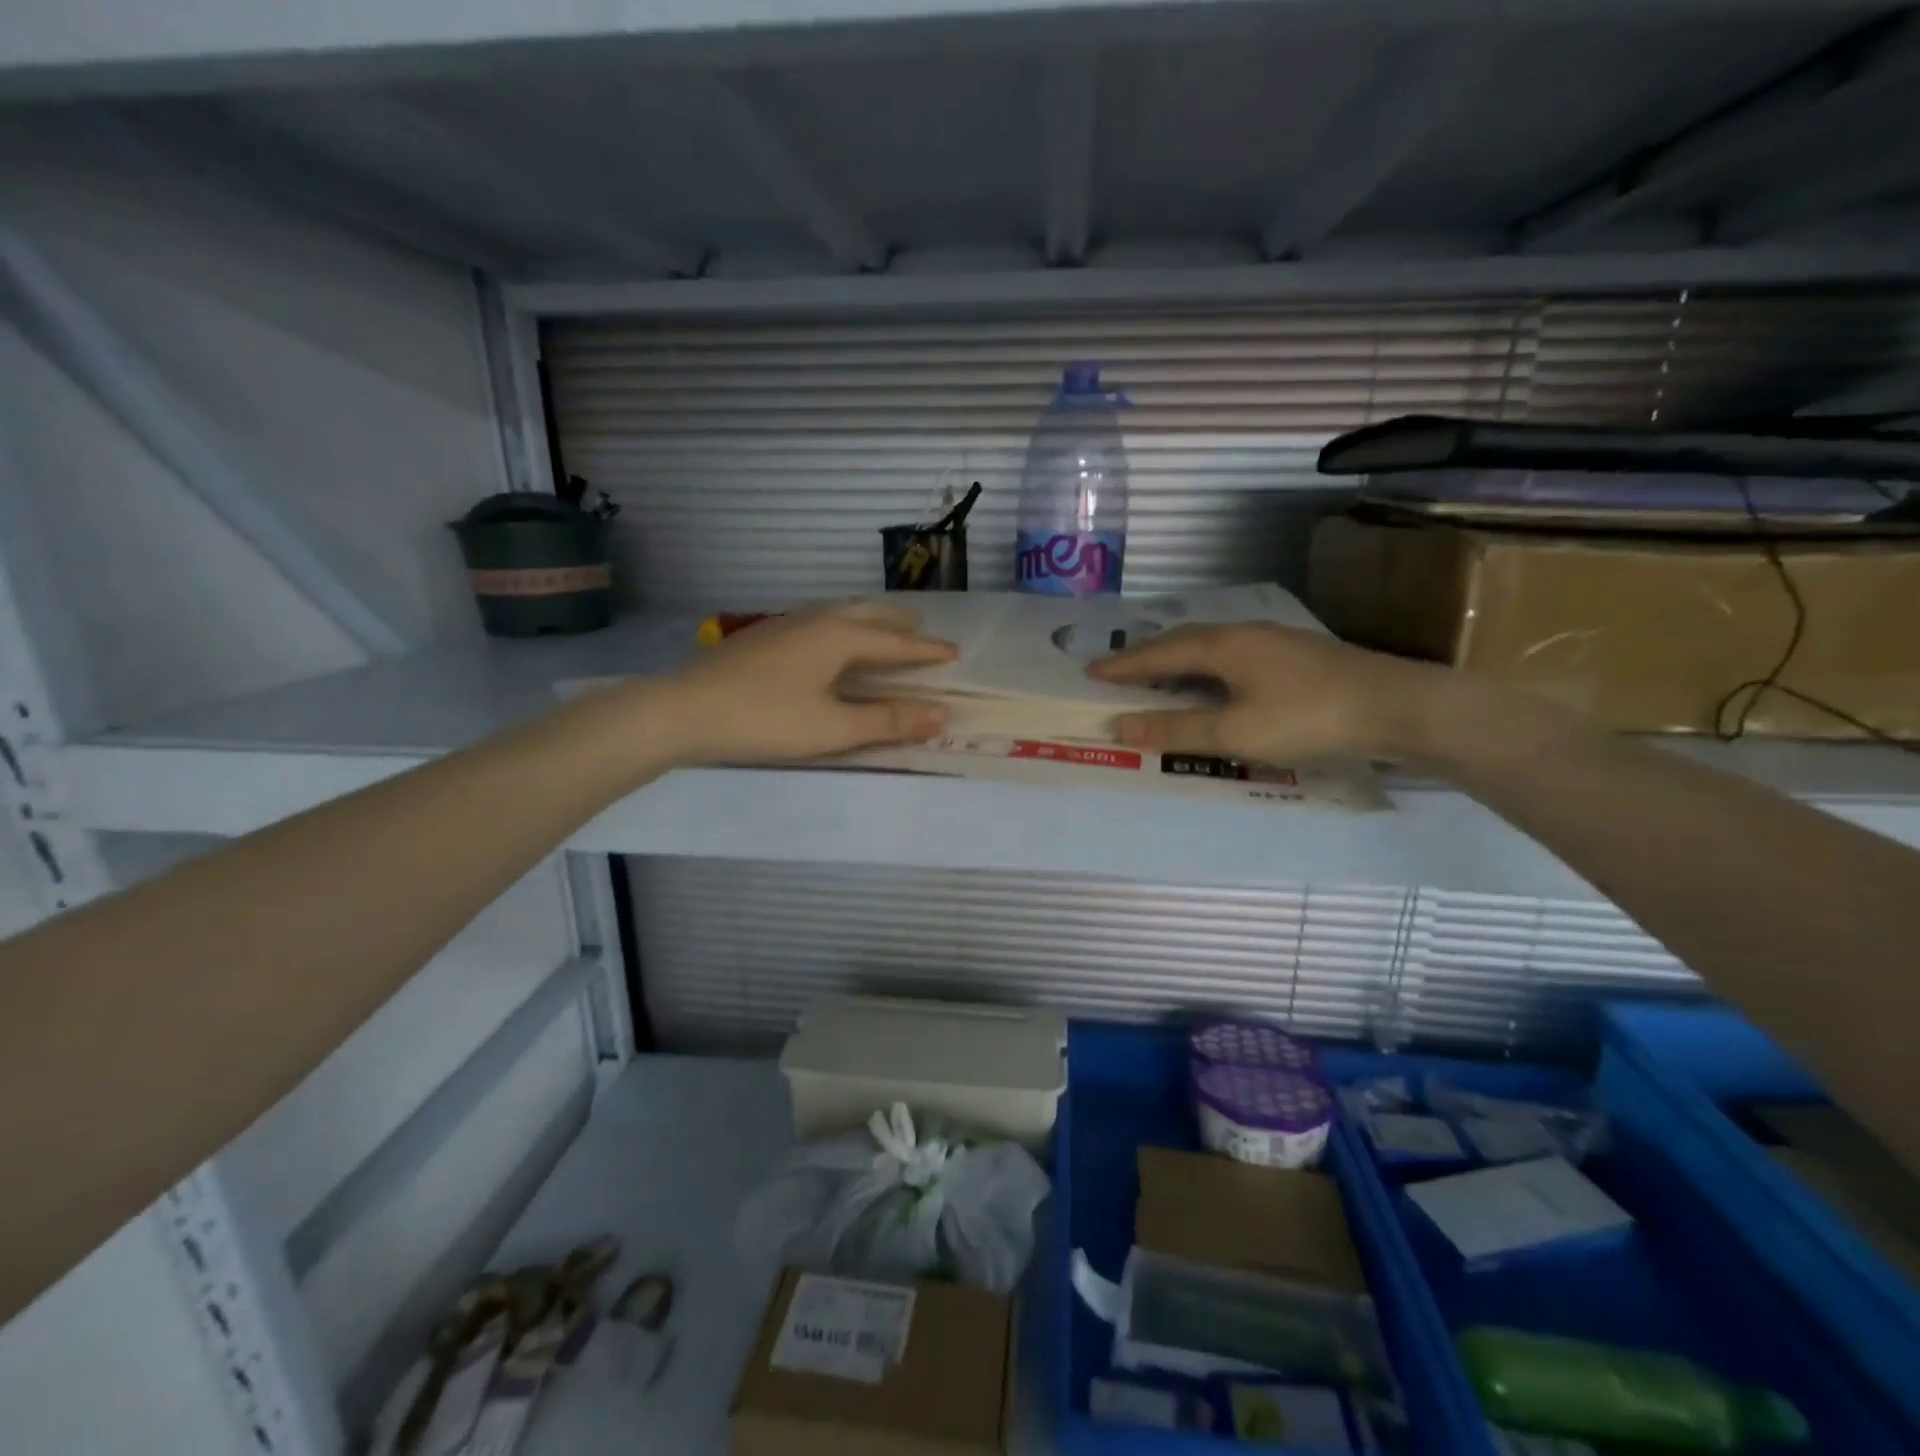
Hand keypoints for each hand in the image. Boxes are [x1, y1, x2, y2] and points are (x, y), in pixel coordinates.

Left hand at [662, 603, 956, 764]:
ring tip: (880, 631)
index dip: (926, 650)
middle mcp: (816, 620)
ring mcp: (784, 624)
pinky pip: (817, 622)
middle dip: (898, 623)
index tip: (954, 652)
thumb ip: (888, 721)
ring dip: (867, 621)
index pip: (896, 643)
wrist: (683, 710)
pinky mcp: (762, 636)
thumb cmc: (765, 720)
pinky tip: (826, 644)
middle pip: (867, 615)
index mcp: (839, 637)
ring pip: (838, 614)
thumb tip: (941, 714)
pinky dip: (840, 628)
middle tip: (921, 629)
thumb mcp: (833, 728)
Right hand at [1088, 622, 1455, 764]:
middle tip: (1120, 671)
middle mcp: (1245, 634)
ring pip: (1212, 645)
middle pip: (1184, 639)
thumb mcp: (1236, 731)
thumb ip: (1178, 730)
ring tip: (1160, 674)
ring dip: (1179, 658)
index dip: (1124, 664)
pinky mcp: (1297, 654)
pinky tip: (1218, 681)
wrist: (1397, 706)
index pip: (1160, 652)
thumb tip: (1122, 726)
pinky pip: (1233, 654)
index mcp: (1224, 646)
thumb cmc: (1308, 717)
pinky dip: (1207, 666)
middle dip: (1148, 655)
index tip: (1091, 671)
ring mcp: (1275, 640)